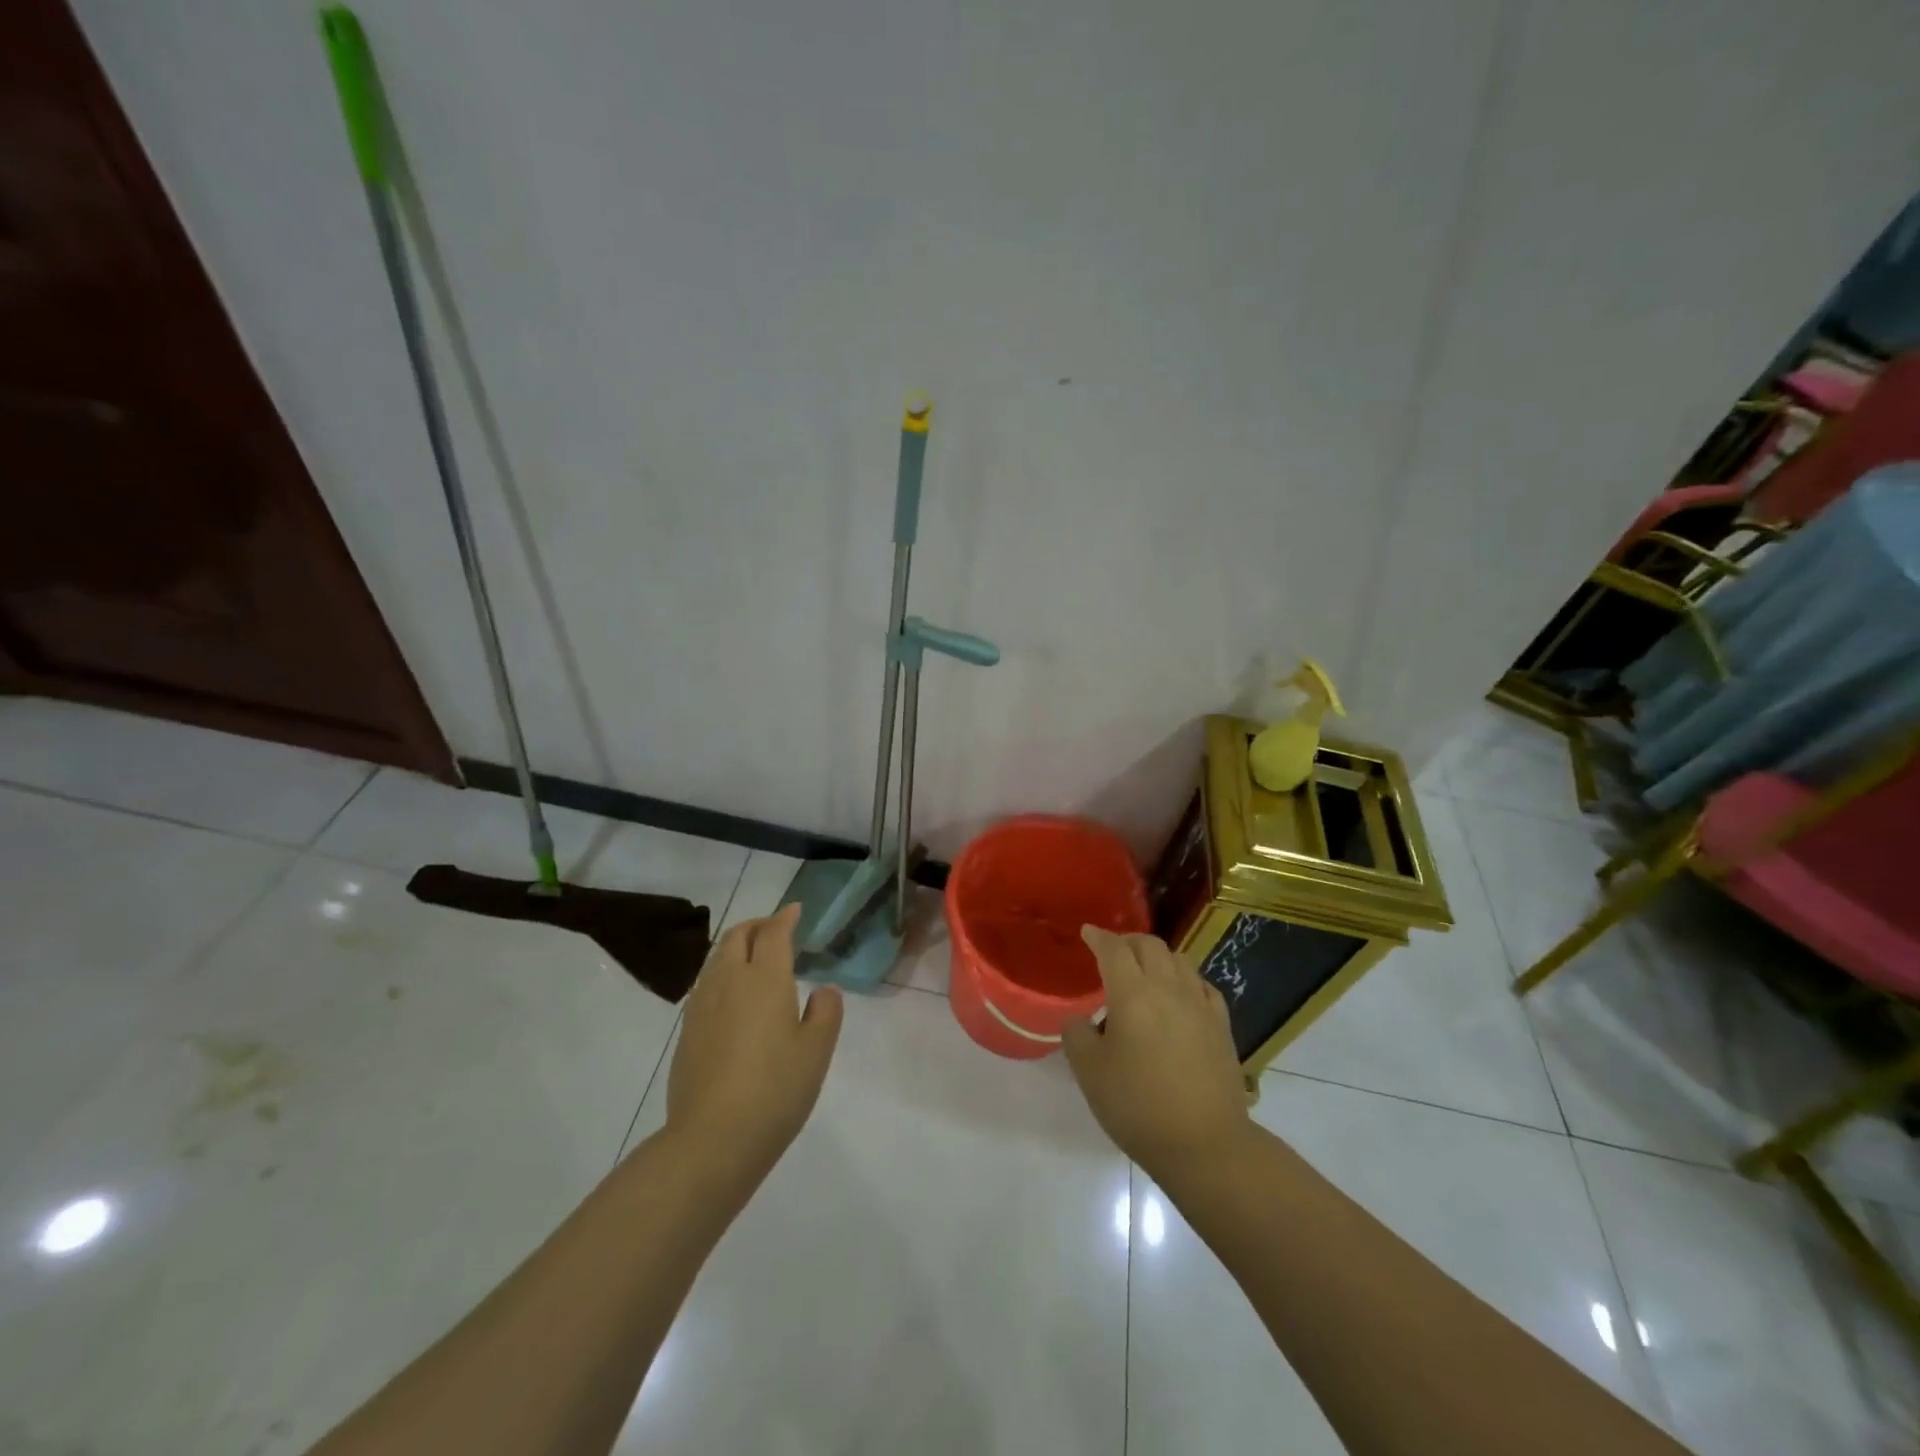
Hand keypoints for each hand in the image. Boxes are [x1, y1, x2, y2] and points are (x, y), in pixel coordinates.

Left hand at [666, 903, 842, 1187]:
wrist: (712, 1140)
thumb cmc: (775, 1090)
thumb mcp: (817, 1051)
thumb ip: (825, 1012)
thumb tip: (822, 992)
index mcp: (765, 979)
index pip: (774, 933)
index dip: (785, 917)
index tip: (795, 910)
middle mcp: (729, 982)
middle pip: (737, 936)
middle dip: (757, 925)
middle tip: (775, 930)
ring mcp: (702, 1006)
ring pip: (717, 959)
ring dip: (737, 948)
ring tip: (755, 961)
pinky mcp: (687, 1032)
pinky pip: (706, 985)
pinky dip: (723, 975)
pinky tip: (734, 999)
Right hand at [1062, 926, 1250, 1182]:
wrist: (1205, 1145)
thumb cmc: (1138, 1107)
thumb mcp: (1089, 1073)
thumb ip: (1077, 1036)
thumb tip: (1081, 1021)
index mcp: (1132, 994)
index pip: (1113, 949)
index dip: (1098, 937)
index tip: (1087, 933)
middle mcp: (1168, 989)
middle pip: (1149, 945)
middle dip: (1127, 942)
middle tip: (1112, 952)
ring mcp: (1199, 1005)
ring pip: (1179, 959)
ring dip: (1157, 956)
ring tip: (1144, 972)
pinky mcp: (1221, 1026)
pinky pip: (1202, 985)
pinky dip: (1185, 979)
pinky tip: (1180, 994)